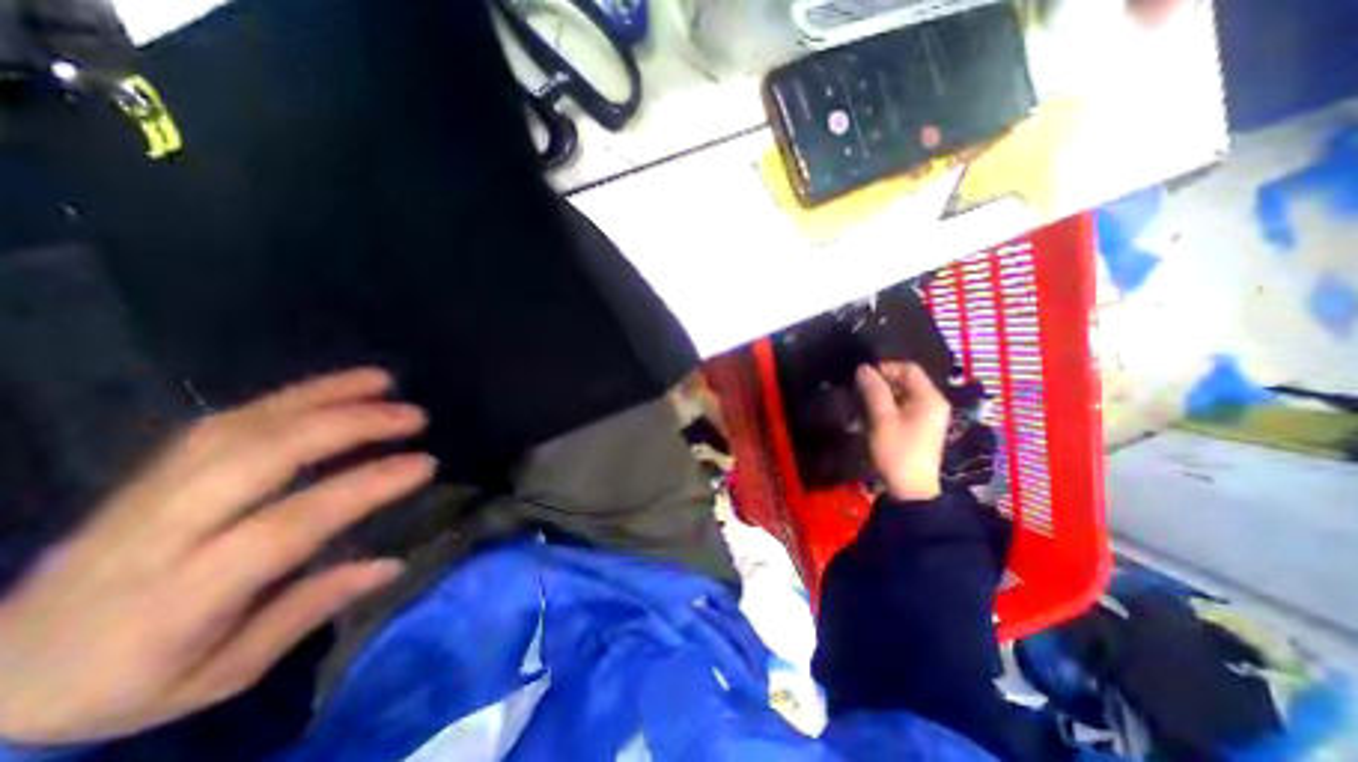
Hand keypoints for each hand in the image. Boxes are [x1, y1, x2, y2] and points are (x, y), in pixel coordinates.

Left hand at [1, 368, 435, 743]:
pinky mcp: (149, 473)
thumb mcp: (225, 672)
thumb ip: (309, 611)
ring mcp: (146, 493)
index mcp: (179, 597)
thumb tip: (391, 563)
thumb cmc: (129, 686)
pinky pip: (223, 421)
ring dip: (321, 397)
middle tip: (414, 416)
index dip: (364, 487)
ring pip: (240, 427)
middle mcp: (157, 534)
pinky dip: (286, 397)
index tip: (425, 464)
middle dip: (347, 426)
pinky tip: (332, 389)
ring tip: (384, 383)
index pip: (288, 525)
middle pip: (259, 458)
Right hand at [850, 360, 945, 498]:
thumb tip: (863, 368)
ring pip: (903, 394)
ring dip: (882, 394)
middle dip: (882, 381)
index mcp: (930, 398)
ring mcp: (928, 416)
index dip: (885, 367)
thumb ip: (874, 390)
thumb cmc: (898, 450)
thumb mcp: (882, 418)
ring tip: (862, 400)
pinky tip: (872, 413)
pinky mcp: (920, 427)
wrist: (910, 489)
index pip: (909, 369)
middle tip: (859, 388)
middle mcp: (933, 403)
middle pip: (907, 380)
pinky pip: (903, 407)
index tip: (862, 375)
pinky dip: (887, 405)